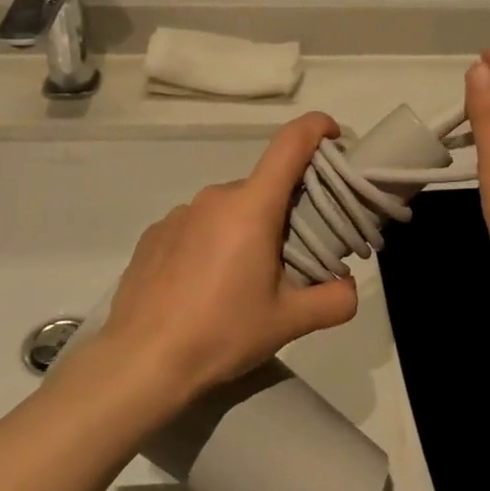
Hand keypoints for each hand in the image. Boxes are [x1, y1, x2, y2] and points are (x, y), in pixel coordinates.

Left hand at [99, 113, 357, 397]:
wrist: (140, 362)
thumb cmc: (221, 332)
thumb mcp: (288, 322)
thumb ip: (334, 300)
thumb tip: (349, 288)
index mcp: (252, 206)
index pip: (290, 144)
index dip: (317, 129)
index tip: (334, 137)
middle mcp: (215, 197)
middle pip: (264, 187)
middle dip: (285, 210)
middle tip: (293, 256)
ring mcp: (180, 213)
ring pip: (230, 209)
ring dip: (247, 229)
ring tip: (244, 280)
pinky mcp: (155, 234)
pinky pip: (197, 225)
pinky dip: (212, 242)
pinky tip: (204, 286)